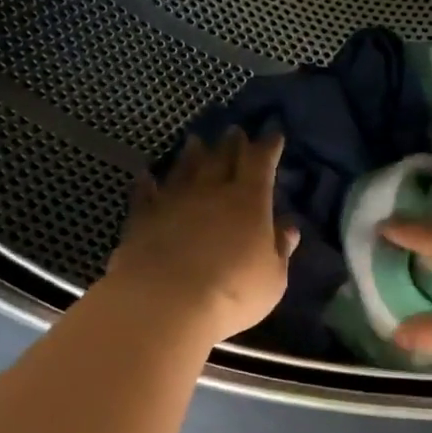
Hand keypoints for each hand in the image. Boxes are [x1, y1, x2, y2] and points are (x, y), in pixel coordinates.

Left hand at [106, 130, 298, 344]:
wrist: (165, 301)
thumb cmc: (233, 292)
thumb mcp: (272, 278)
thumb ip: (280, 249)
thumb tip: (288, 226)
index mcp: (248, 201)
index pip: (260, 163)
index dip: (268, 147)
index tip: (273, 135)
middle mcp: (210, 191)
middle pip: (222, 158)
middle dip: (232, 143)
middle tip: (235, 131)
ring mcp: (173, 200)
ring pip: (184, 168)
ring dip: (192, 153)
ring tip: (196, 141)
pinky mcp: (142, 217)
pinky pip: (145, 192)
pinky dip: (147, 182)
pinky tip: (146, 175)